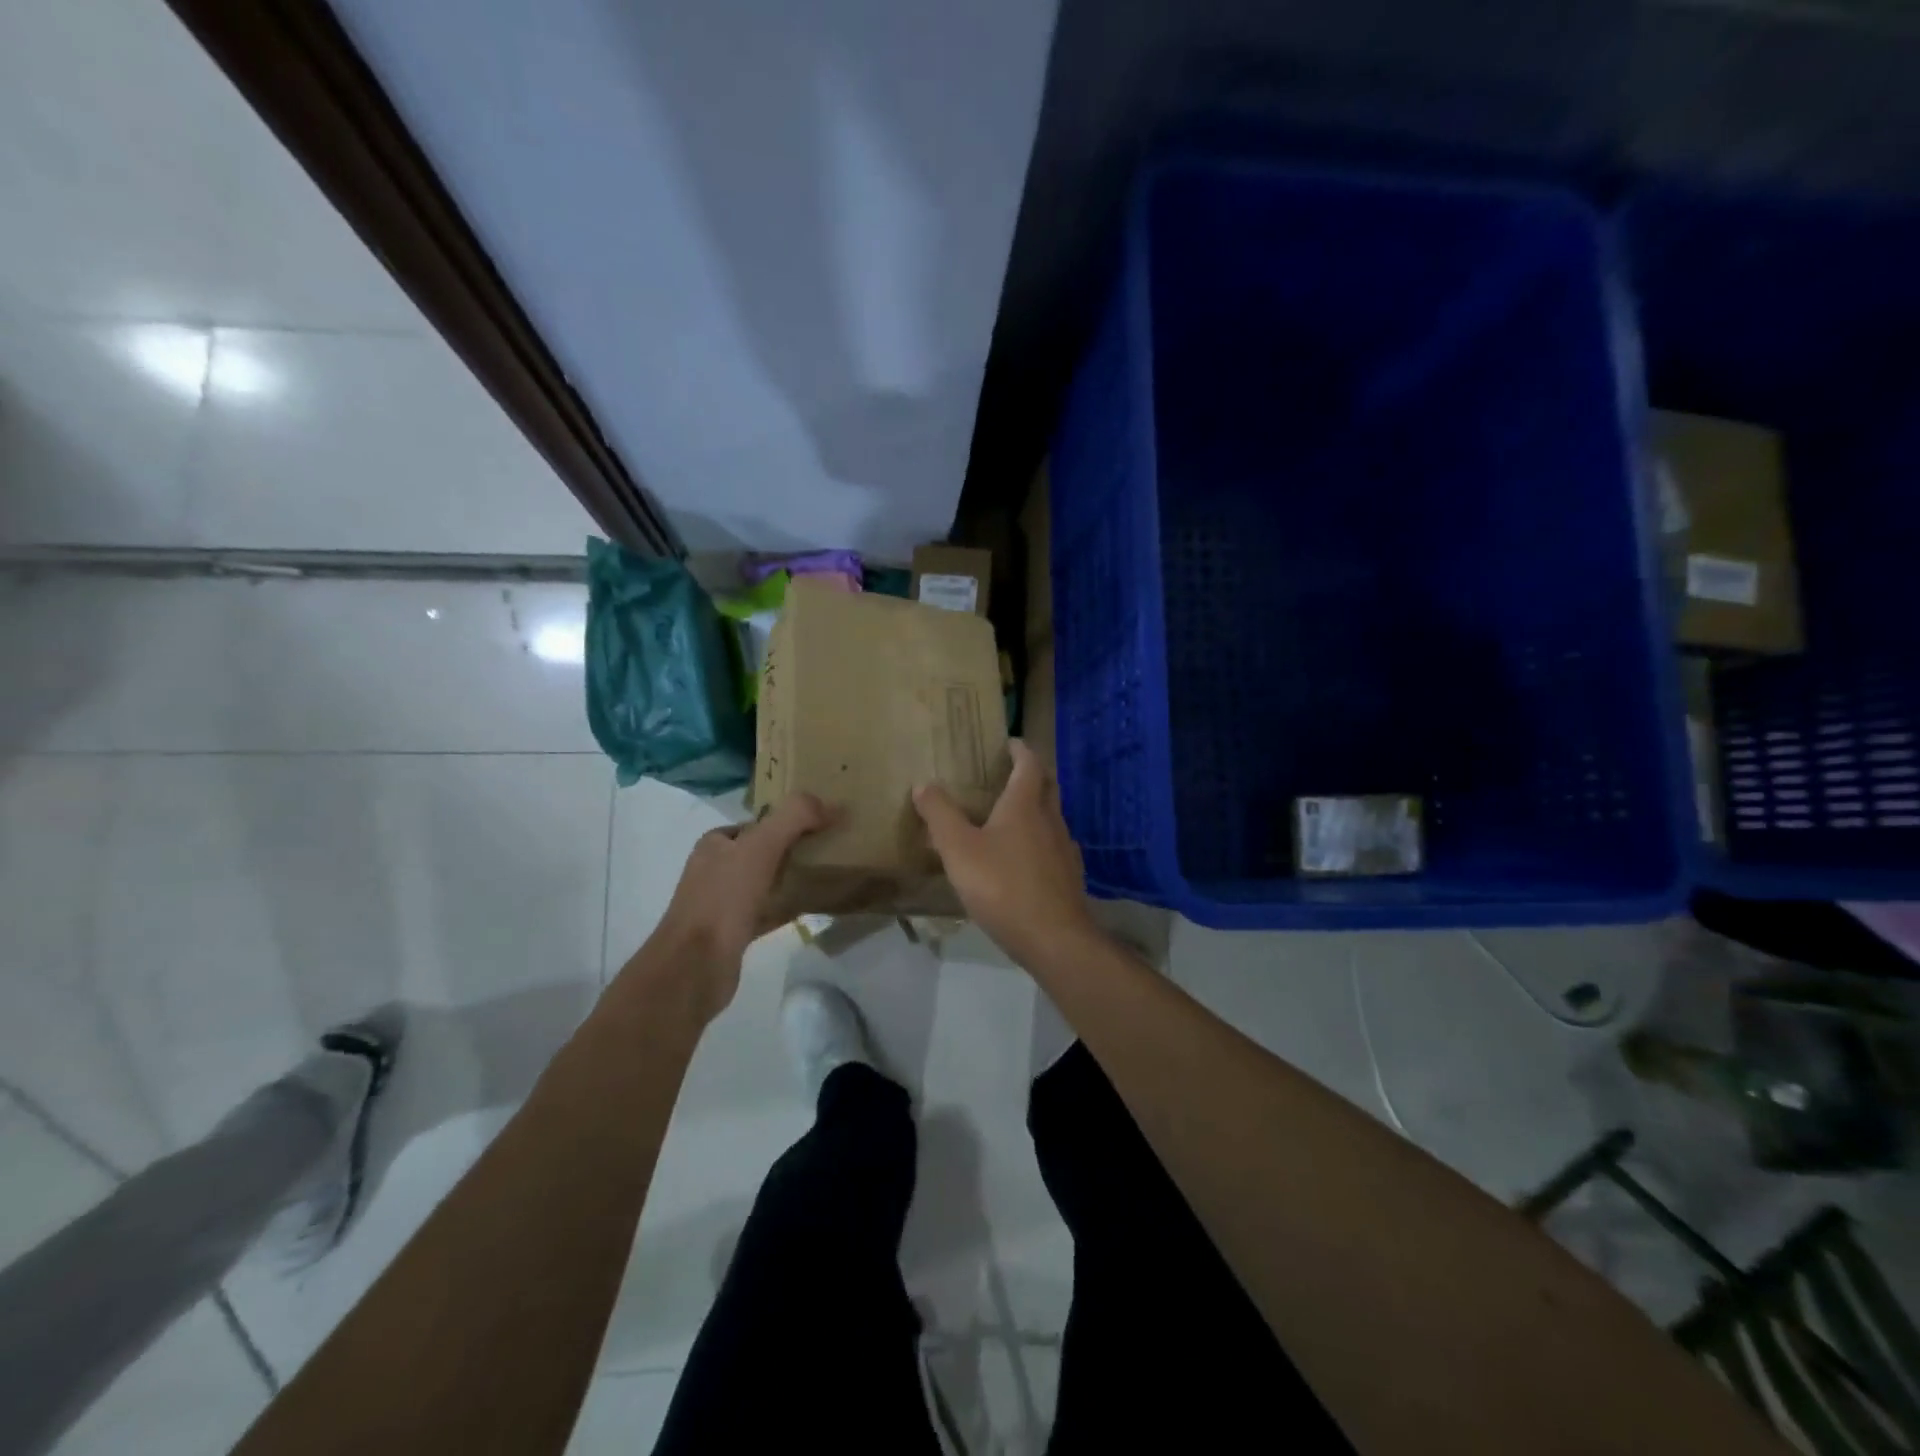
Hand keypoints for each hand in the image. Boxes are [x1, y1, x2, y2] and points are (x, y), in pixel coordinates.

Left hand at [640, 793, 830, 1018]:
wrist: (696, 966)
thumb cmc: (724, 898)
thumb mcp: (760, 846)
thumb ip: (794, 817)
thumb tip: (833, 804)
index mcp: (714, 845)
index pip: (755, 824)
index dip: (786, 821)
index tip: (819, 824)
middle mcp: (714, 871)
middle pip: (760, 852)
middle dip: (791, 849)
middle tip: (827, 849)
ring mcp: (722, 904)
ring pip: (764, 883)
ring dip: (790, 878)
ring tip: (825, 875)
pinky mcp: (733, 934)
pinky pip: (767, 912)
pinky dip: (787, 907)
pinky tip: (811, 907)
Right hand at [914, 740, 1097, 965]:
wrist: (1054, 938)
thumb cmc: (1002, 886)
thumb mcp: (959, 849)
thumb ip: (940, 815)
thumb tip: (924, 783)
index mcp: (1025, 805)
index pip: (1029, 764)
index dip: (1021, 750)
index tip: (1010, 743)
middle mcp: (1050, 820)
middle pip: (1047, 786)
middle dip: (1032, 775)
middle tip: (1011, 773)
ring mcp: (1065, 849)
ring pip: (1052, 817)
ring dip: (1036, 809)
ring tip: (1012, 817)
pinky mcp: (1070, 876)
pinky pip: (1054, 847)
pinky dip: (1040, 841)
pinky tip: (1025, 860)